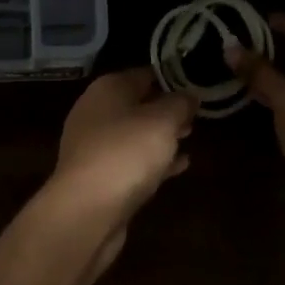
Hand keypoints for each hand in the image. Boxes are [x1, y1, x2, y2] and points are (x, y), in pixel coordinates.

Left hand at [45, 68, 196, 267]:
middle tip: (197, 114)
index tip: (197, 84)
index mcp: (108, 89)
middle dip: (167, 108)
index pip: (144, 74)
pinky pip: (132, 162)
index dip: (171, 77)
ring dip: (161, 135)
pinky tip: (180, 166)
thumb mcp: (163, 121)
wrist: (86, 210)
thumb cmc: (126, 153)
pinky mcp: (99, 177)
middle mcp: (96, 112)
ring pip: (135, 134)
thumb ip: (180, 104)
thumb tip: (189, 95)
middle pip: (138, 104)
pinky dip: (154, 161)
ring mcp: (95, 146)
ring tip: (191, 136)